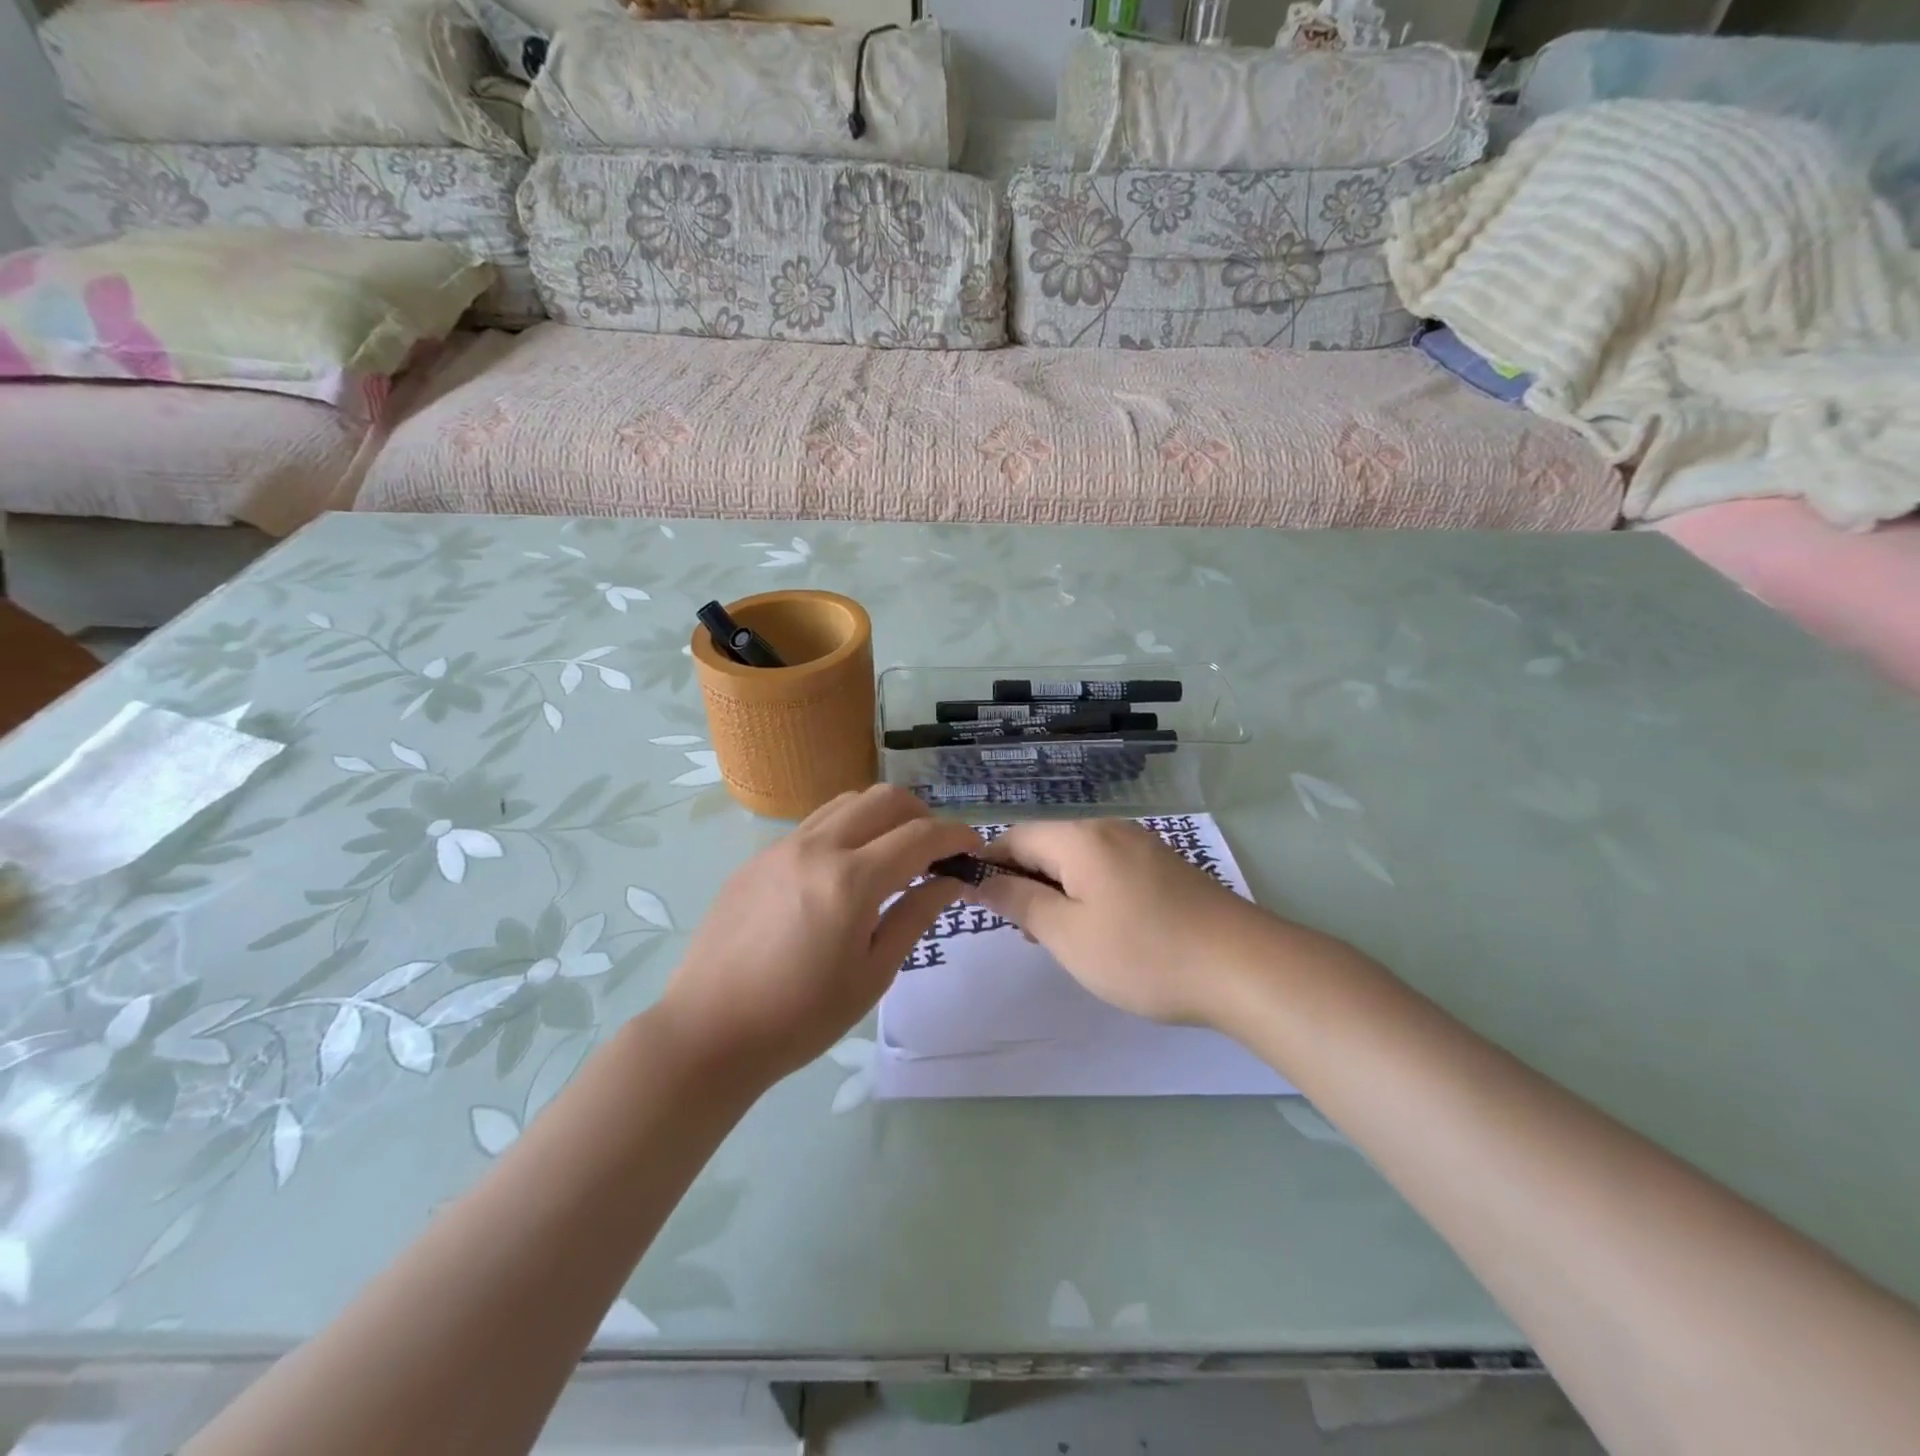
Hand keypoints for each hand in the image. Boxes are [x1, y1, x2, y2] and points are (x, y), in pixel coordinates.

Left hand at [659, 785, 981, 1081]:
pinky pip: (814, 824)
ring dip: (881, 816)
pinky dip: (845, 831)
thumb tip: (950, 881)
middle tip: (933, 852)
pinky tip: (843, 872)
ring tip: (890, 854)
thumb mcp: (873, 974)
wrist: (709, 1031)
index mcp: (851, 880)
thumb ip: (915, 916)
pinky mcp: (758, 857)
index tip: (973, 848)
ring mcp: (782, 847)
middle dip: (921, 815)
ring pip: (847, 802)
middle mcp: (817, 847)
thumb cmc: (801, 1017)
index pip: (920, 836)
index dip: (955, 836)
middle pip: (884, 799)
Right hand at [961, 818, 1286, 1027]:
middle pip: (1047, 846)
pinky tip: (1105, 933)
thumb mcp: (1067, 934)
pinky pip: (1109, 870)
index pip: (1014, 837)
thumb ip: (1018, 902)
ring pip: (1078, 860)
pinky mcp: (1165, 867)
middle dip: (1026, 884)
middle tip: (1029, 935)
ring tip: (1065, 940)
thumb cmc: (1143, 953)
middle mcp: (1110, 829)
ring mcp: (1142, 846)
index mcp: (1080, 838)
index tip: (978, 906)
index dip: (989, 867)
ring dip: (1058, 893)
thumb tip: (979, 879)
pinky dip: (1091, 895)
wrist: (1244, 968)